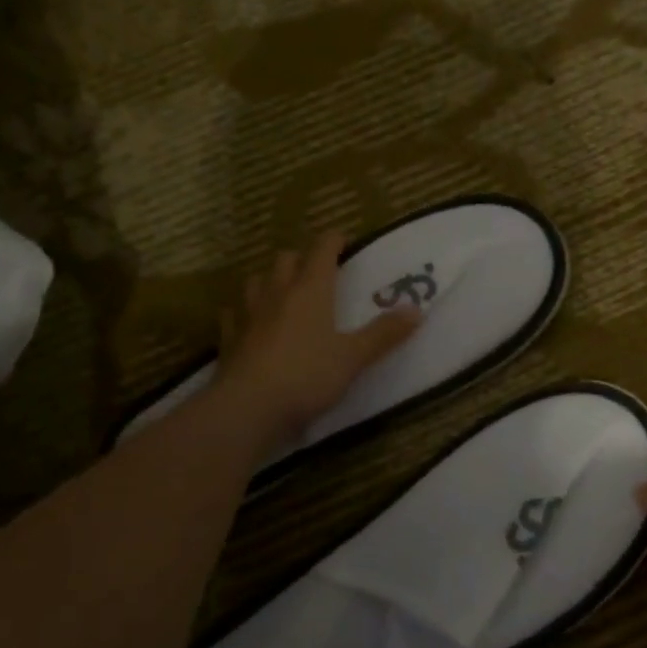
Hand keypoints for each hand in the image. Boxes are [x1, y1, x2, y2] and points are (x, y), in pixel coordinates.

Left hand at [215, 232, 420, 444]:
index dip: (333, 240)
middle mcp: (277, 294)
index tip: (344, 240)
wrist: (249, 407)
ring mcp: (248, 315)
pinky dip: (243, 312)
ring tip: (282, 292)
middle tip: (317, 270)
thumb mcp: (353, 358)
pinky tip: (248, 321)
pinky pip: (234, 315)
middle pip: (285, 260)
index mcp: (310, 290)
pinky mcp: (230, 339)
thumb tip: (417, 310)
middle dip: (302, 258)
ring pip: (256, 282)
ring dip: (270, 281)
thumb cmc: (307, 376)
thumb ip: (383, 334)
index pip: (321, 250)